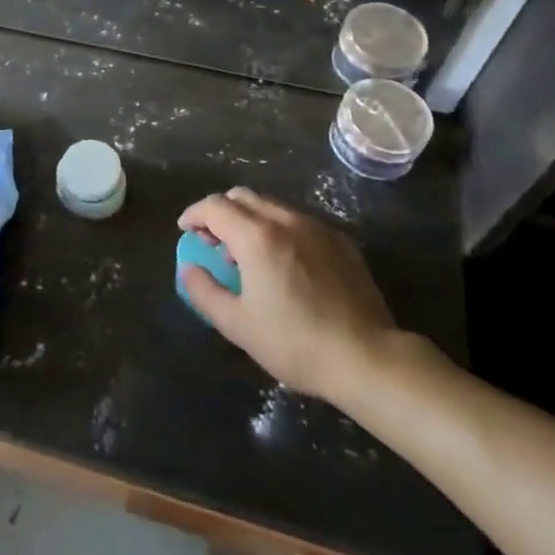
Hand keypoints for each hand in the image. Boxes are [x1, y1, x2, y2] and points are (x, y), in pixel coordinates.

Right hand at [179, 187, 399, 406]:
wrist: (368, 358)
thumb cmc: (295, 343)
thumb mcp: (237, 325)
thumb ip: (204, 291)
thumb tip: (188, 268)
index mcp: (256, 237)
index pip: (214, 206)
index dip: (194, 214)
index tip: (186, 231)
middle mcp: (285, 220)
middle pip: (242, 196)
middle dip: (220, 212)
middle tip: (213, 241)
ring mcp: (317, 227)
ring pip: (272, 206)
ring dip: (250, 220)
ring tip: (248, 255)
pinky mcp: (340, 241)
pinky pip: (299, 221)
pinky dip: (279, 230)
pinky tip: (285, 263)